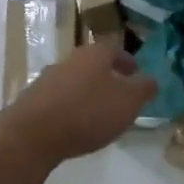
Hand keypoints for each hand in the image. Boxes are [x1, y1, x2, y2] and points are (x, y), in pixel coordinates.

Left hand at [0, 38, 156, 167]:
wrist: (31, 134)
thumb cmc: (87, 113)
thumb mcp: (128, 102)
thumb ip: (143, 89)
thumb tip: (152, 80)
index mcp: (94, 54)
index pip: (115, 49)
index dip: (127, 61)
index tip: (136, 73)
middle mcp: (70, 60)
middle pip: (93, 63)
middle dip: (108, 76)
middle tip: (120, 93)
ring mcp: (48, 79)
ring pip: (75, 81)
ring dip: (88, 92)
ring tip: (99, 112)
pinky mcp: (33, 100)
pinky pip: (60, 99)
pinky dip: (71, 107)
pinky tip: (76, 125)